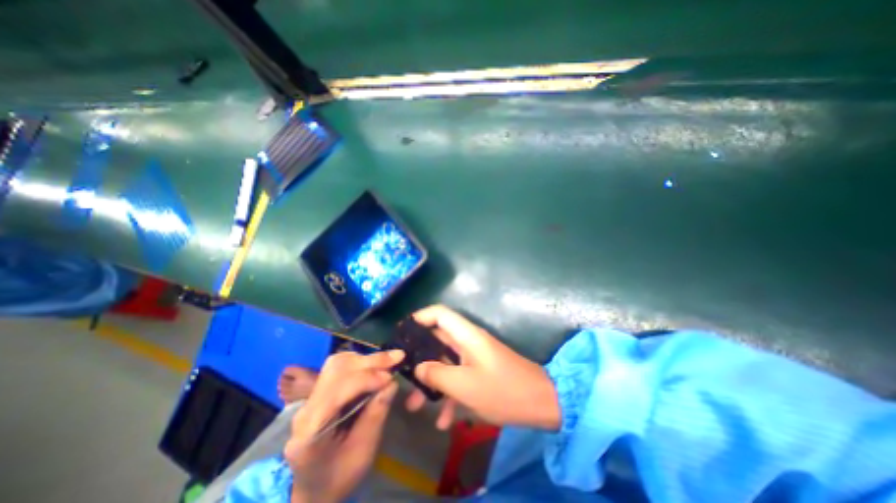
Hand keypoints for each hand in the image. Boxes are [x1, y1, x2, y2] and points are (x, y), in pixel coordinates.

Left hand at [284, 349, 404, 501]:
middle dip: (369, 361)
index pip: (338, 391)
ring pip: (337, 364)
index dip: (366, 379)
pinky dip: (360, 362)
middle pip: (336, 369)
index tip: (391, 377)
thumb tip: (392, 383)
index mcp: (310, 430)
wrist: (314, 490)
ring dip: (365, 359)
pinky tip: (374, 367)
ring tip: (387, 362)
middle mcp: (306, 408)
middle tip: (396, 357)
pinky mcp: (319, 392)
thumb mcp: (363, 453)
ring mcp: (310, 398)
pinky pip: (339, 368)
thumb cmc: (339, 477)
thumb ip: (376, 415)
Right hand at [406, 304, 557, 429]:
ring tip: (415, 406)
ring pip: (445, 362)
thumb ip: (437, 374)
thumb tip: (418, 368)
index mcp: (466, 335)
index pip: (439, 313)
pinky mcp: (479, 371)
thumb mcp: (464, 385)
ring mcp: (474, 357)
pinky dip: (449, 395)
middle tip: (403, 376)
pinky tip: (445, 422)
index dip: (420, 317)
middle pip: (437, 340)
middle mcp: (468, 341)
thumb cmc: (502, 390)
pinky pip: (458, 377)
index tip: (403, 334)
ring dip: (431, 382)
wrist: (541, 404)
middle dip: (420, 359)